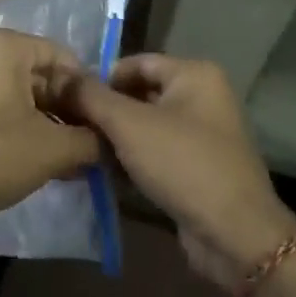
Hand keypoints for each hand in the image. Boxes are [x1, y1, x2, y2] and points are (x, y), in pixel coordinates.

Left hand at [0, 27, 99, 235]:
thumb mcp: (52, 149)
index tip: (99, 124)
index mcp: (2, 44)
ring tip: (64, 154)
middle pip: (37, 71)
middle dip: (63, 107)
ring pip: (15, 87)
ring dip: (42, 117)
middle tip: (84, 142)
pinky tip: (33, 152)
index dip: (85, 91)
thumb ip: (90, 139)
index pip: (61, 57)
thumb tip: (108, 141)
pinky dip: (15, 119)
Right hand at [64, 55, 295, 289]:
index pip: (136, 62)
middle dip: (104, 110)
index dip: (100, 77)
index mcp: (194, 75)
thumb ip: (92, 96)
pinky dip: (131, 159)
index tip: (68, 98)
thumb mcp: (129, 124)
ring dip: (114, 138)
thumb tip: (61, 76)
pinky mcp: (197, 168)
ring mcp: (202, 135)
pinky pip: (156, 152)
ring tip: (79, 149)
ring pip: (146, 126)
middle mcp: (203, 97)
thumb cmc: (182, 164)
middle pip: (140, 94)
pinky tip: (102, 172)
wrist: (234, 234)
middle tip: (68, 125)